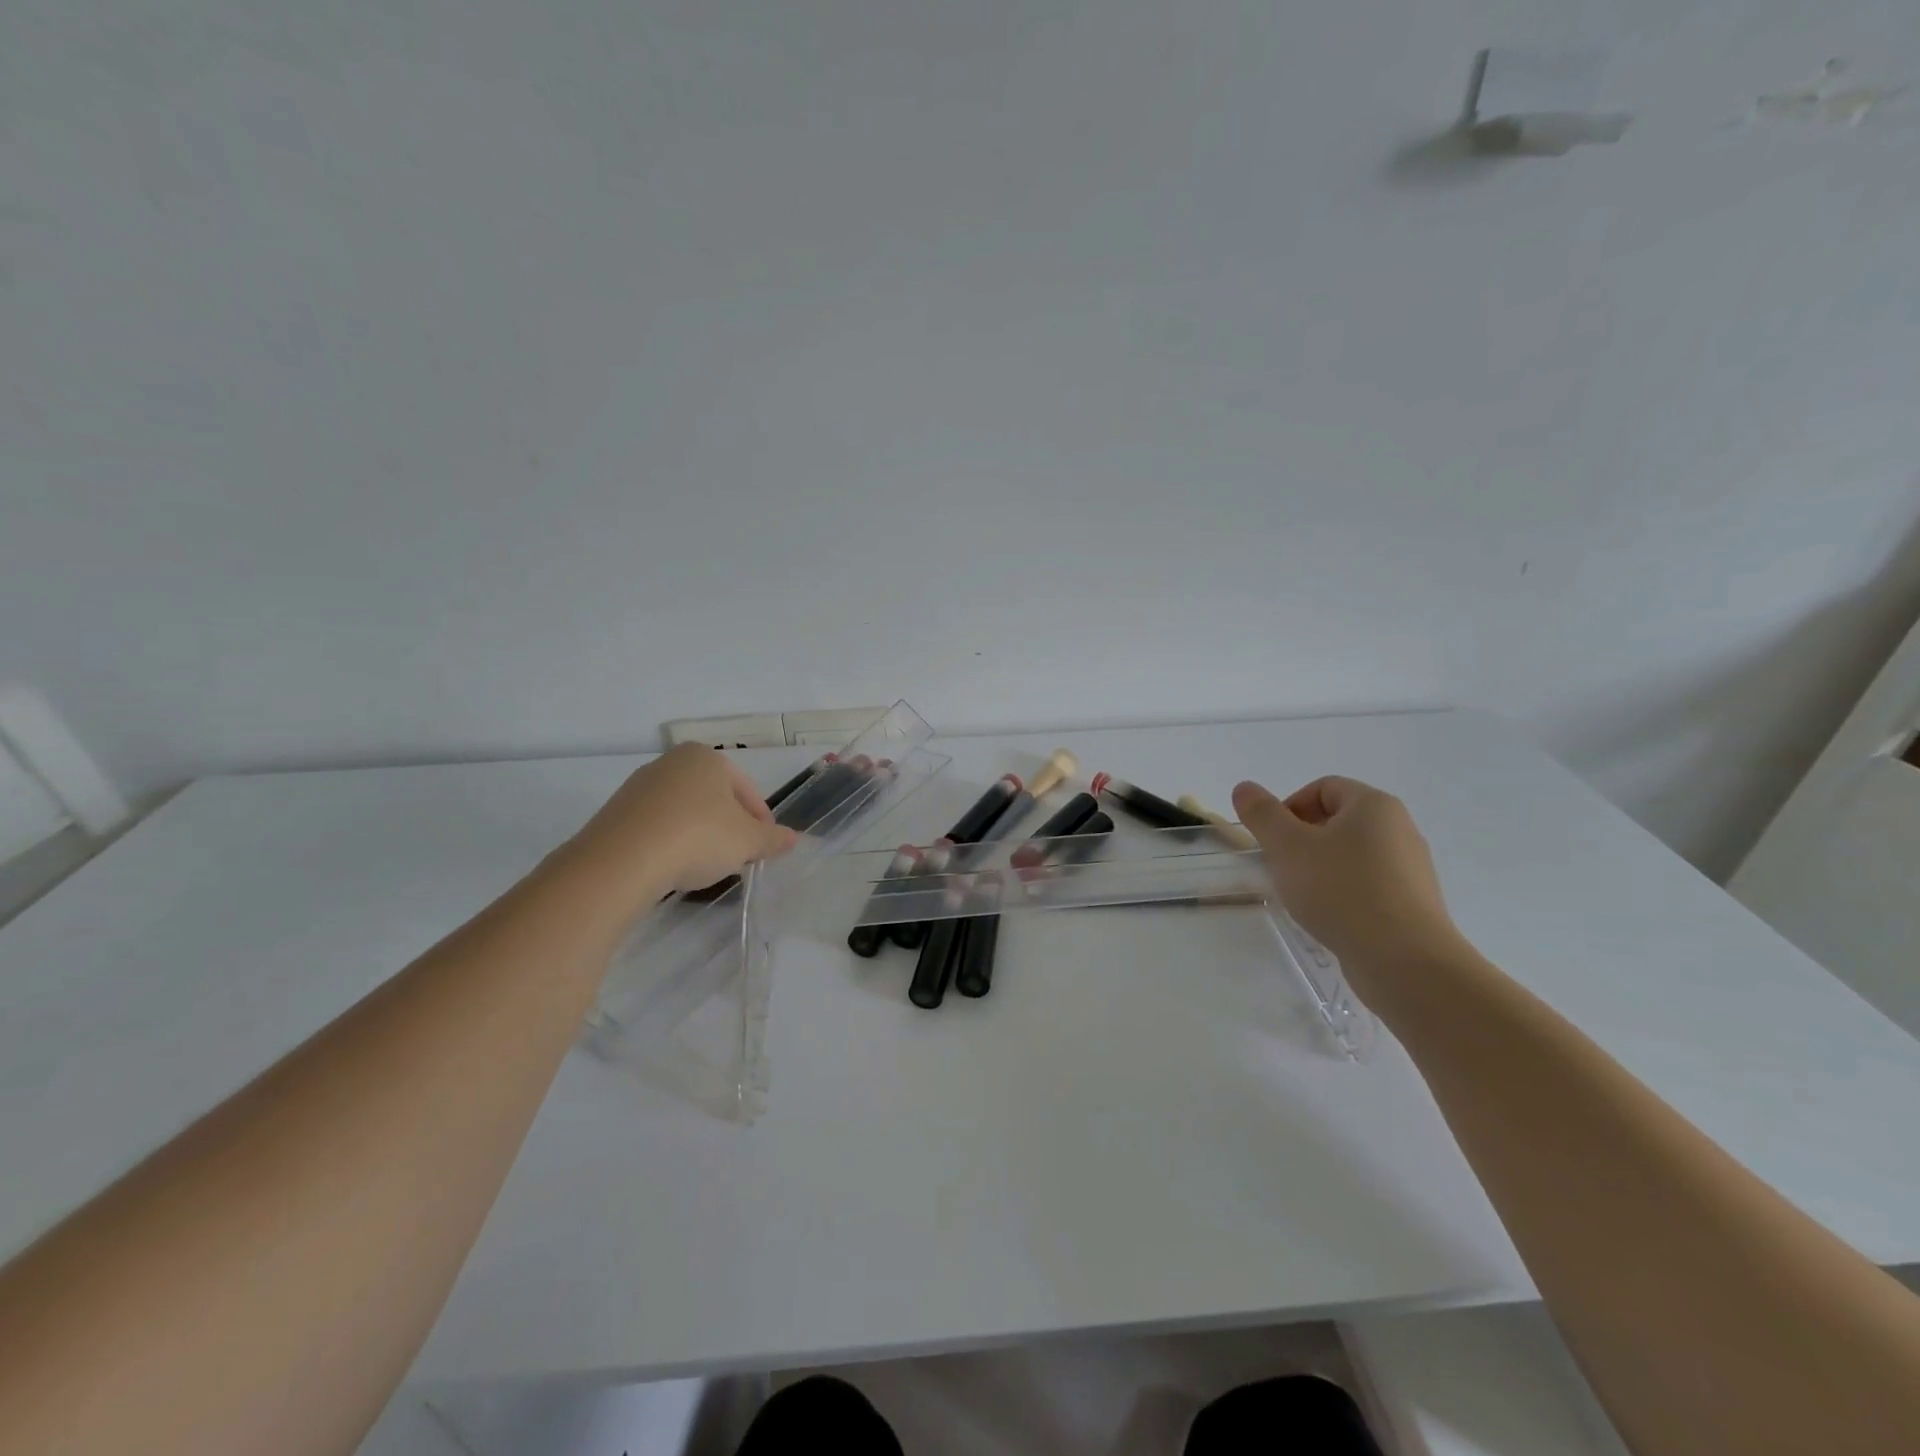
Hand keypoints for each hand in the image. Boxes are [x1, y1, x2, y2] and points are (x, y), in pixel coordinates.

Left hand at [566, 745, 798, 905]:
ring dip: (699, 834)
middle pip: (714, 797)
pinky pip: (656, 825)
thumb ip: (772, 839)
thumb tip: (793, 838)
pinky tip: (673, 866)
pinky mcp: (616, 812)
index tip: (762, 846)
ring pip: (684, 810)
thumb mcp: (748, 842)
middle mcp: (671, 762)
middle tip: (737, 856)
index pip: (746, 789)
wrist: (622, 860)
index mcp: (706, 757)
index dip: (760, 820)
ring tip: (704, 866)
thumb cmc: (698, 837)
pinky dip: (670, 842)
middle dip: (728, 825)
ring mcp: (640, 786)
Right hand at [1232, 776, 1463, 981]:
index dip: (1289, 807)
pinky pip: (1368, 884)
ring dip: (1320, 867)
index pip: (1323, 787)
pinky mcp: (1412, 903)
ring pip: (1351, 854)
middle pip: (1337, 820)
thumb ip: (1262, 814)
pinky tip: (1329, 916)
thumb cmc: (1341, 890)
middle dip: (1302, 839)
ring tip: (1303, 895)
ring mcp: (1410, 868)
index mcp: (1374, 805)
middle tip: (1281, 866)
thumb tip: (1244, 788)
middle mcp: (1399, 828)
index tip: (1272, 840)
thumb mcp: (1288, 847)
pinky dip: (1343, 892)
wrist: (1404, 961)